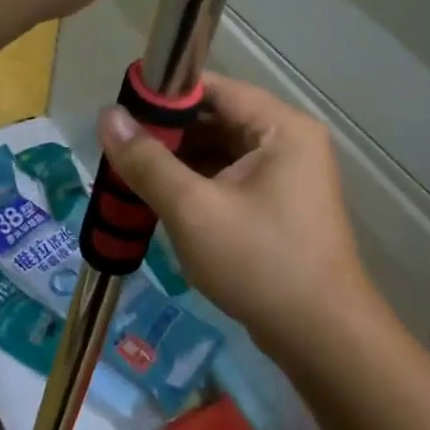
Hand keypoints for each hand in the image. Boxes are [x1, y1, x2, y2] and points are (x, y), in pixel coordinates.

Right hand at [96, 75, 392, 368]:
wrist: (323, 339)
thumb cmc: (260, 262)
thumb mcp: (193, 209)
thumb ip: (147, 161)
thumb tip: (107, 116)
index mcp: (280, 127)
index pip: (213, 89)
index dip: (164, 96)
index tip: (119, 113)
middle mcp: (288, 142)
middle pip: (216, 120)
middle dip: (166, 136)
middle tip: (118, 152)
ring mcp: (287, 177)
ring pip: (220, 154)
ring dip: (178, 165)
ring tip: (130, 178)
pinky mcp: (280, 207)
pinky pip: (230, 181)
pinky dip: (197, 188)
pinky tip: (162, 203)